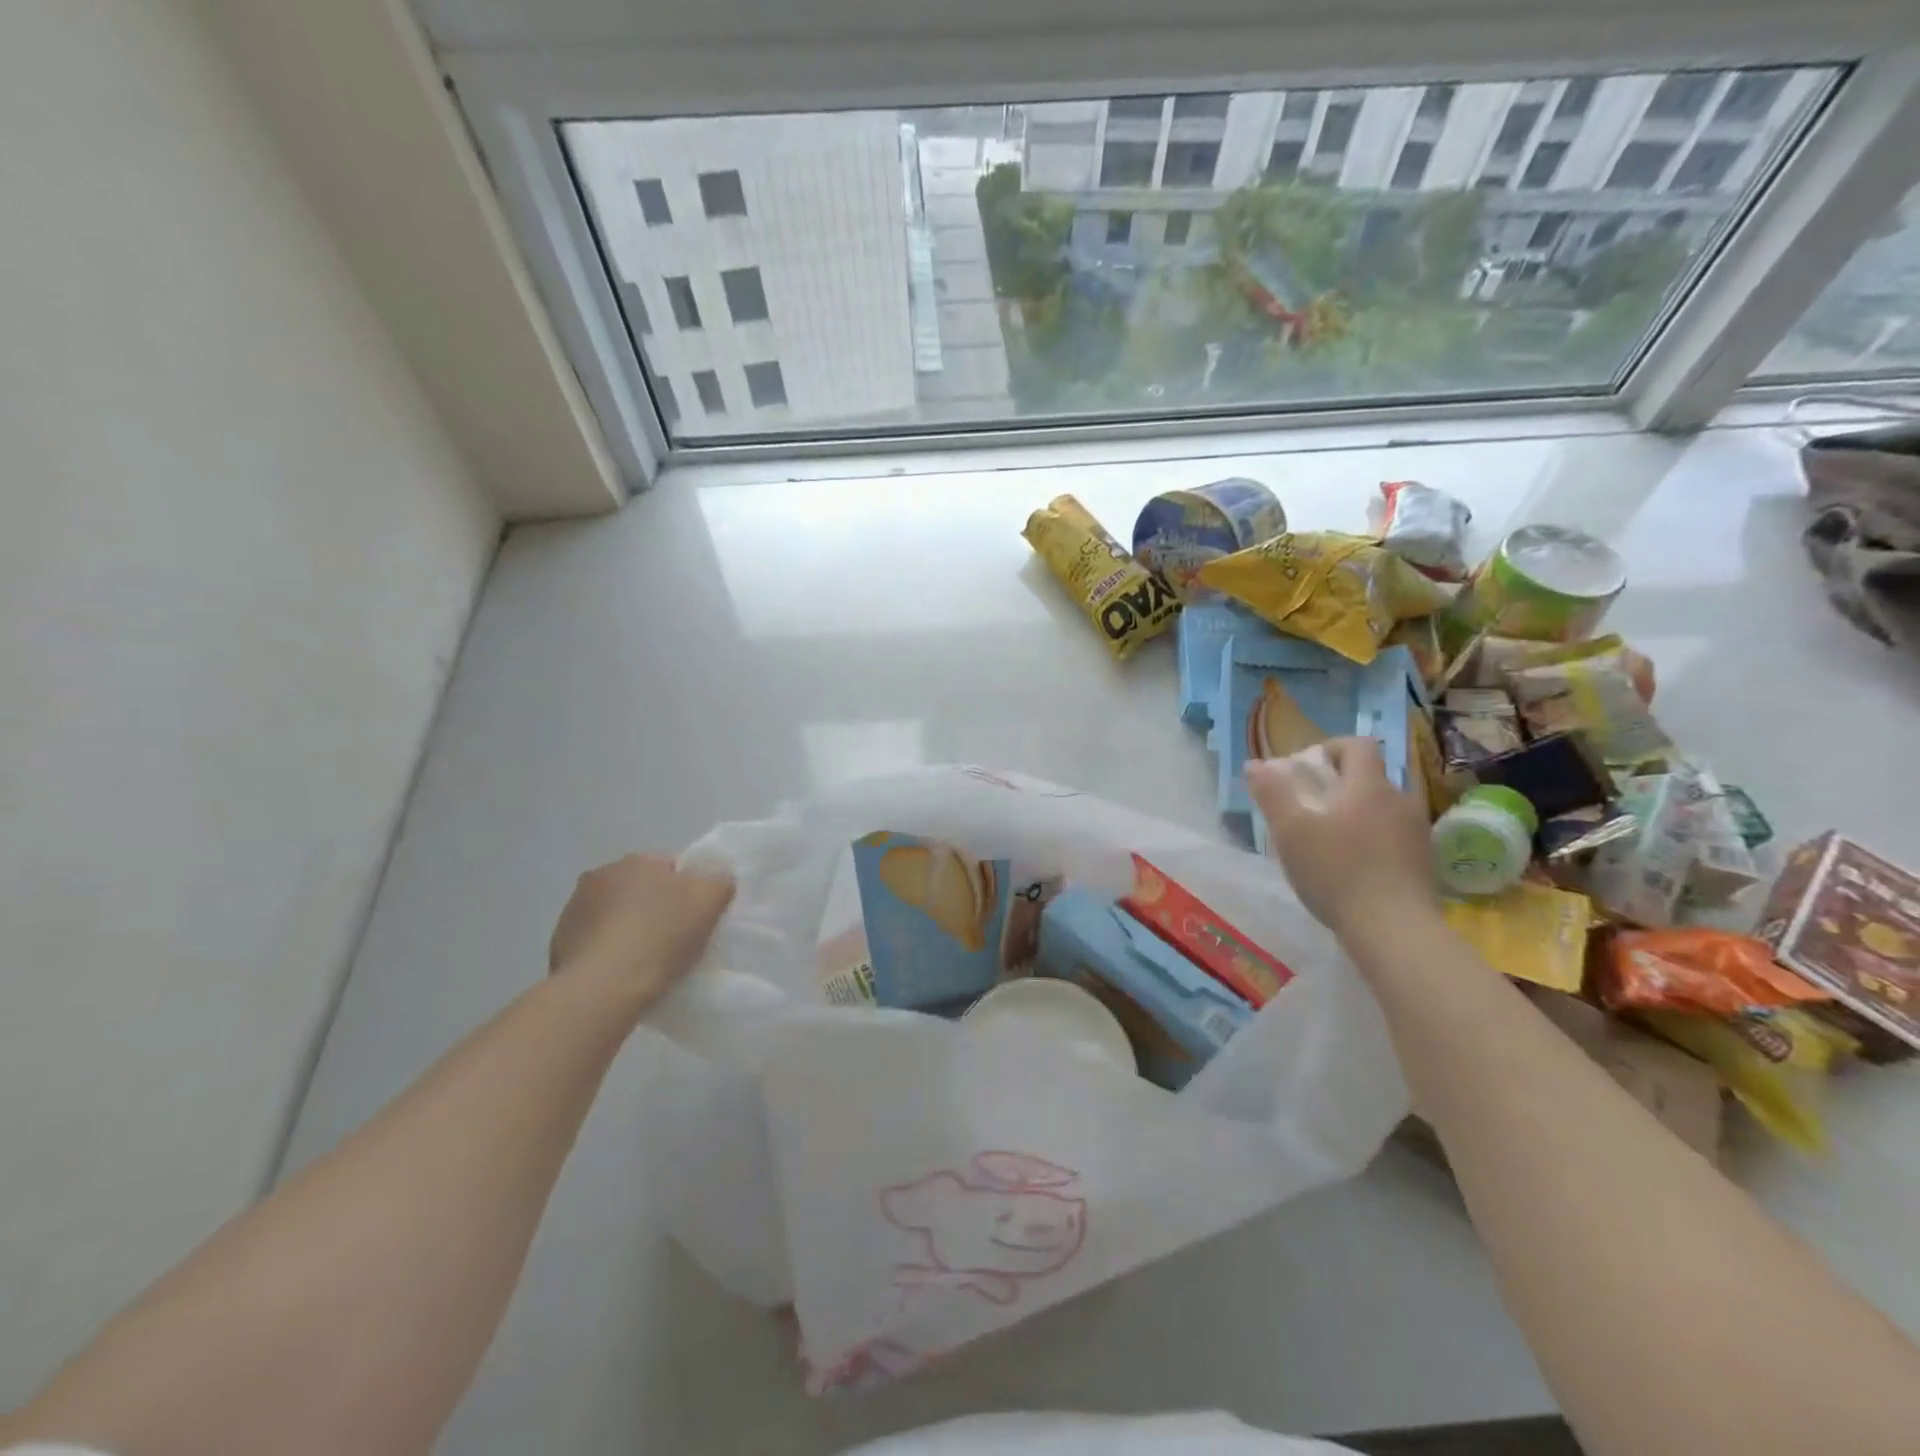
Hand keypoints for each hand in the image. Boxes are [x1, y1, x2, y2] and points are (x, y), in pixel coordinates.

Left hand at [548, 853, 733, 1012]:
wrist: (603, 989)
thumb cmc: (661, 936)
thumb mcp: (711, 899)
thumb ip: (719, 880)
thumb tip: (716, 879)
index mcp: (635, 860)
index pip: (672, 867)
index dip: (690, 891)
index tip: (698, 919)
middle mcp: (599, 876)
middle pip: (641, 890)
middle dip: (656, 908)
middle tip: (676, 939)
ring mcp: (573, 910)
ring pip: (615, 915)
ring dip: (629, 929)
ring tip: (647, 961)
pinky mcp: (558, 945)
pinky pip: (595, 943)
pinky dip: (608, 953)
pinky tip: (623, 974)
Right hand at [1246, 737, 1437, 937]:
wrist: (1395, 931)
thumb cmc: (1337, 872)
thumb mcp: (1290, 831)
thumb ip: (1272, 793)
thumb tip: (1255, 764)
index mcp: (1369, 786)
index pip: (1358, 745)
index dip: (1331, 748)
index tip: (1307, 769)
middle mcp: (1400, 801)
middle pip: (1370, 777)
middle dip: (1339, 785)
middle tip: (1308, 809)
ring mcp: (1417, 833)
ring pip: (1382, 808)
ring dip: (1356, 814)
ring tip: (1327, 841)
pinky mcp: (1424, 863)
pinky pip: (1394, 836)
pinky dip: (1372, 840)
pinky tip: (1352, 868)